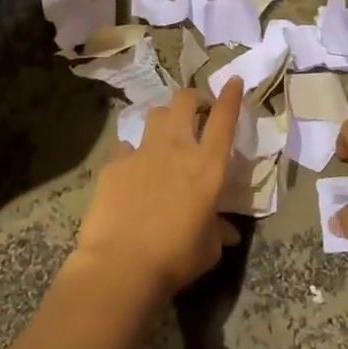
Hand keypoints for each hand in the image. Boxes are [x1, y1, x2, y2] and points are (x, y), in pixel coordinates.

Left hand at [75, 82, 243, 299]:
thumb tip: (227, 231)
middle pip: (185, 101)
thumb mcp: (208, 249)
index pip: (224, 118)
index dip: (231, 96)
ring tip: (165, 135)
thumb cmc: (175, 258)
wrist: (120, 267)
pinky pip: (126, 147)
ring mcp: (142, 152)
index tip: (234, 81)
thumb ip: (218, 231)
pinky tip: (132, 172)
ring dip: (164, 119)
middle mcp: (176, 148)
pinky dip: (133, 154)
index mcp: (207, 166)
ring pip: (155, 114)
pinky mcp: (114, 164)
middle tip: (197, 111)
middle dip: (193, 99)